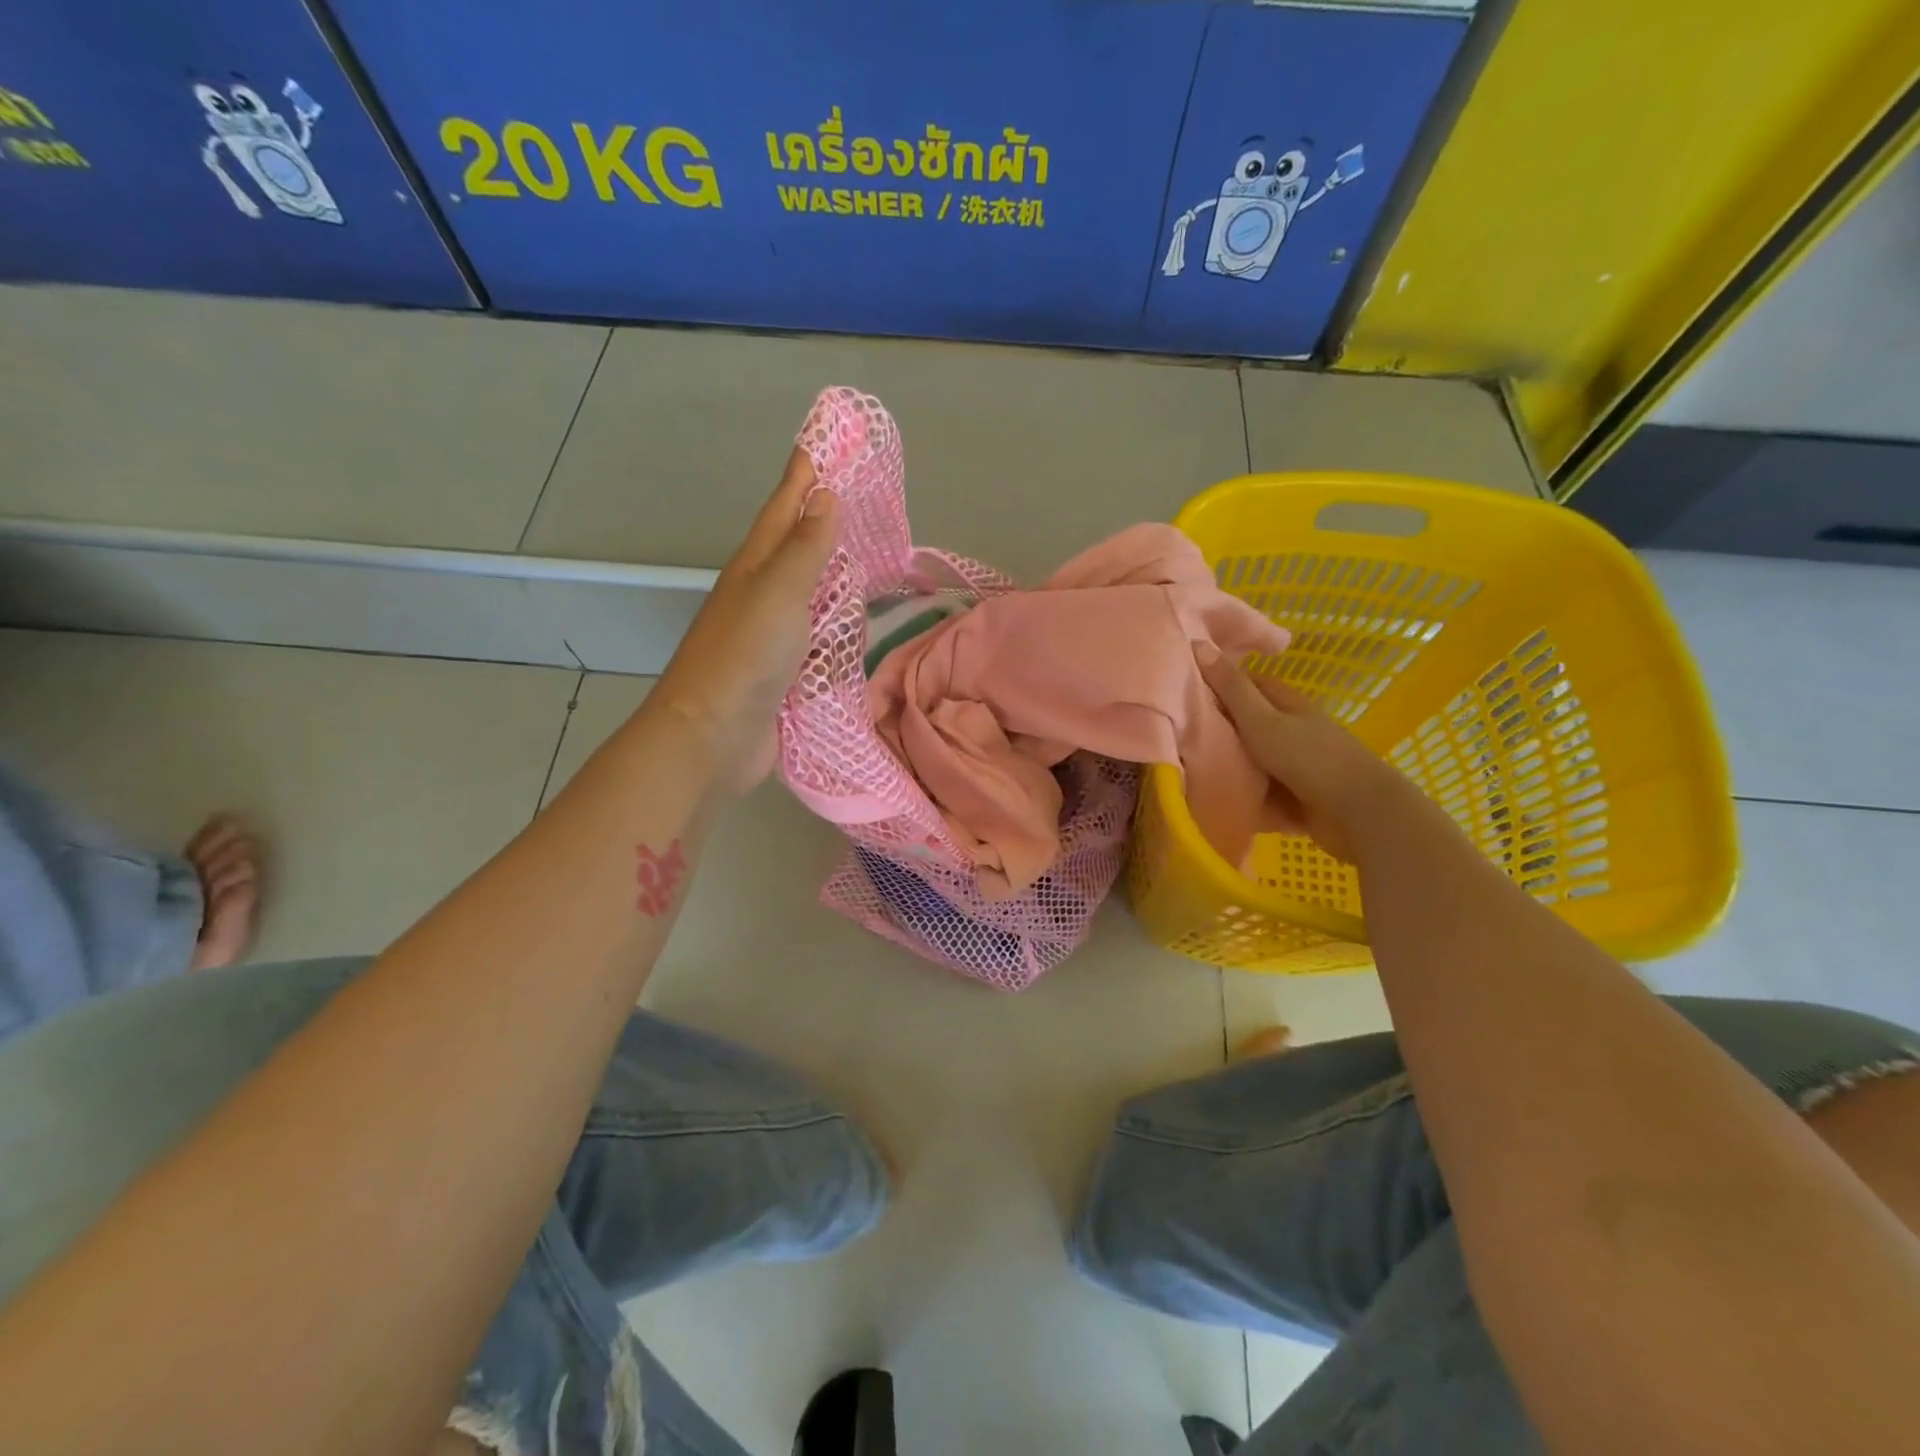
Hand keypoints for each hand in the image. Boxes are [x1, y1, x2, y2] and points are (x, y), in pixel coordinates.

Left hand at [649, 448, 838, 791]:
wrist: (713, 736)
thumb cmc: (746, 656)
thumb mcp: (779, 592)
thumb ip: (806, 548)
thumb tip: (823, 496)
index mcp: (756, 567)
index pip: (785, 508)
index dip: (803, 475)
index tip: (823, 441)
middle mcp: (762, 595)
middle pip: (795, 547)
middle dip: (821, 519)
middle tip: (856, 497)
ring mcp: (771, 637)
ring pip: (808, 594)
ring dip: (831, 573)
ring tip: (863, 556)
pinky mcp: (785, 674)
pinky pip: (817, 638)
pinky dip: (835, 625)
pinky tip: (852, 625)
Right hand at [1200, 645, 1415, 864]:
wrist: (1357, 814)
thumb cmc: (1308, 759)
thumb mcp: (1261, 720)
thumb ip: (1231, 688)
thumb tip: (1198, 643)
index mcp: (1287, 704)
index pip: (1247, 683)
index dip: (1217, 683)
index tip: (1183, 691)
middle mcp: (1292, 729)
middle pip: (1246, 723)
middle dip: (1217, 728)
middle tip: (1177, 734)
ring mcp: (1295, 764)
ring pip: (1251, 759)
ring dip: (1228, 765)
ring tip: (1187, 768)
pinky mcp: (1295, 796)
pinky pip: (1259, 791)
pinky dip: (1242, 794)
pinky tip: (1214, 798)